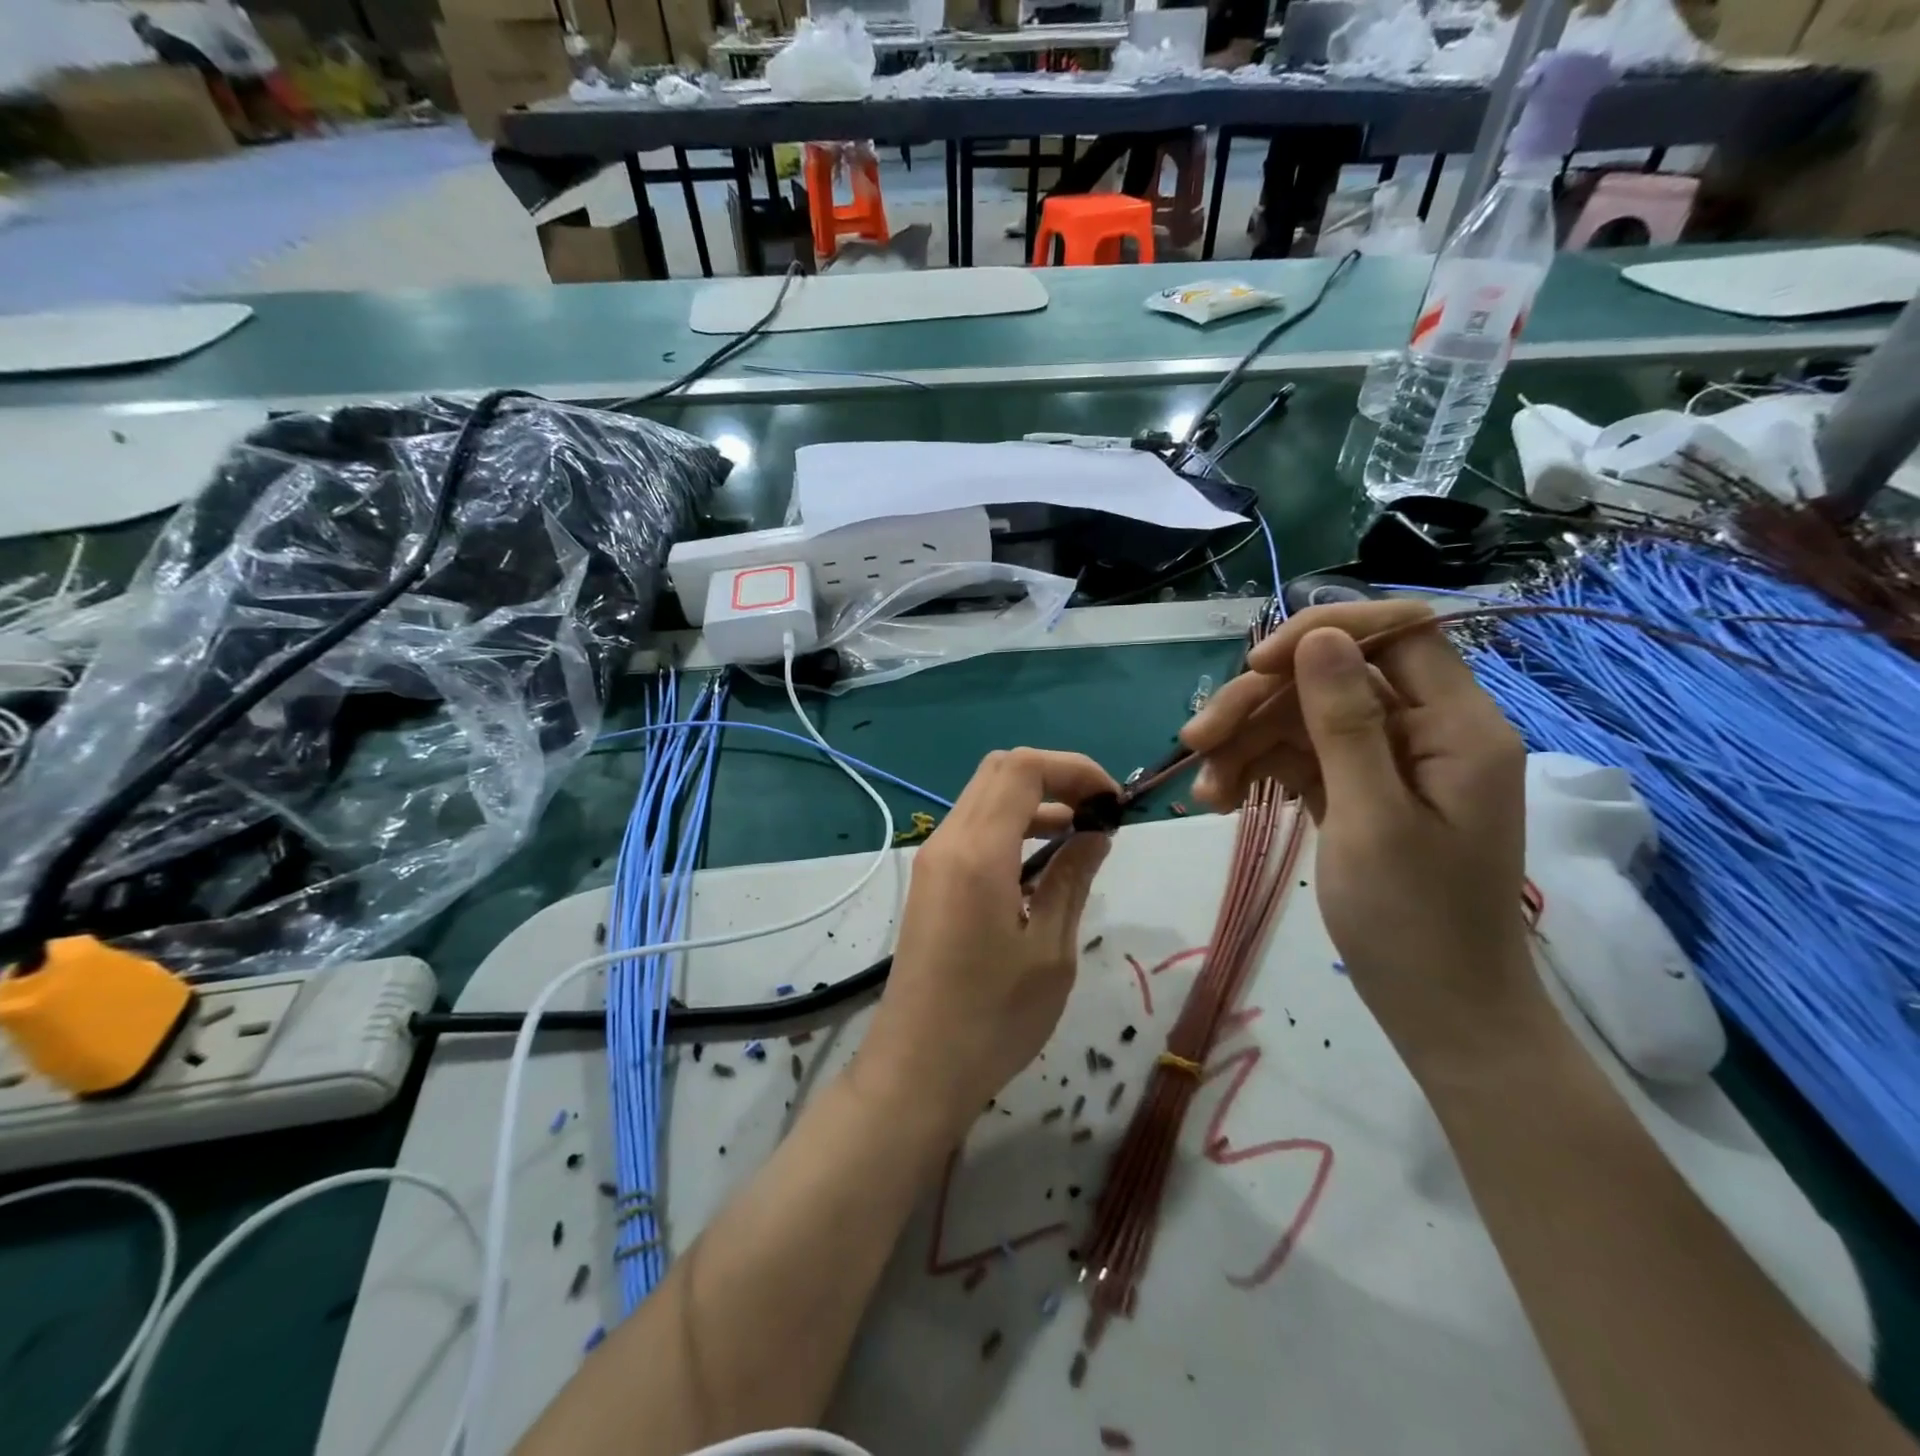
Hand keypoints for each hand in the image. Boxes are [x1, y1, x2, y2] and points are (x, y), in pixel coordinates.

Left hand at [859, 749, 1115, 1136]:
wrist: (917, 1069)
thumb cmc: (993, 1017)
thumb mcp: (1050, 949)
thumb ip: (1071, 878)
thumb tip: (1095, 832)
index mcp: (977, 852)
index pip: (1022, 769)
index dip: (1074, 768)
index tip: (1113, 800)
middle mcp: (947, 842)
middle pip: (999, 772)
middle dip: (1055, 776)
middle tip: (1099, 810)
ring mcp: (932, 861)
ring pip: (983, 798)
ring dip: (1033, 801)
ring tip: (1081, 832)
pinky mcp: (930, 882)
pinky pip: (972, 830)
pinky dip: (1010, 826)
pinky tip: (1042, 862)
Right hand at [1180, 602, 1538, 1070]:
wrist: (1440, 1011)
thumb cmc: (1413, 922)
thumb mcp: (1370, 817)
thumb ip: (1344, 722)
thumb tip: (1319, 637)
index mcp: (1456, 726)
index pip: (1397, 632)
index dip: (1324, 633)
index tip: (1255, 667)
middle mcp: (1426, 731)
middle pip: (1333, 677)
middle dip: (1260, 702)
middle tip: (1196, 740)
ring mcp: (1389, 763)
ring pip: (1306, 718)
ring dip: (1247, 744)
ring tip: (1204, 791)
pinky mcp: (1359, 791)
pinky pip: (1302, 758)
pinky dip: (1260, 772)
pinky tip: (1221, 802)